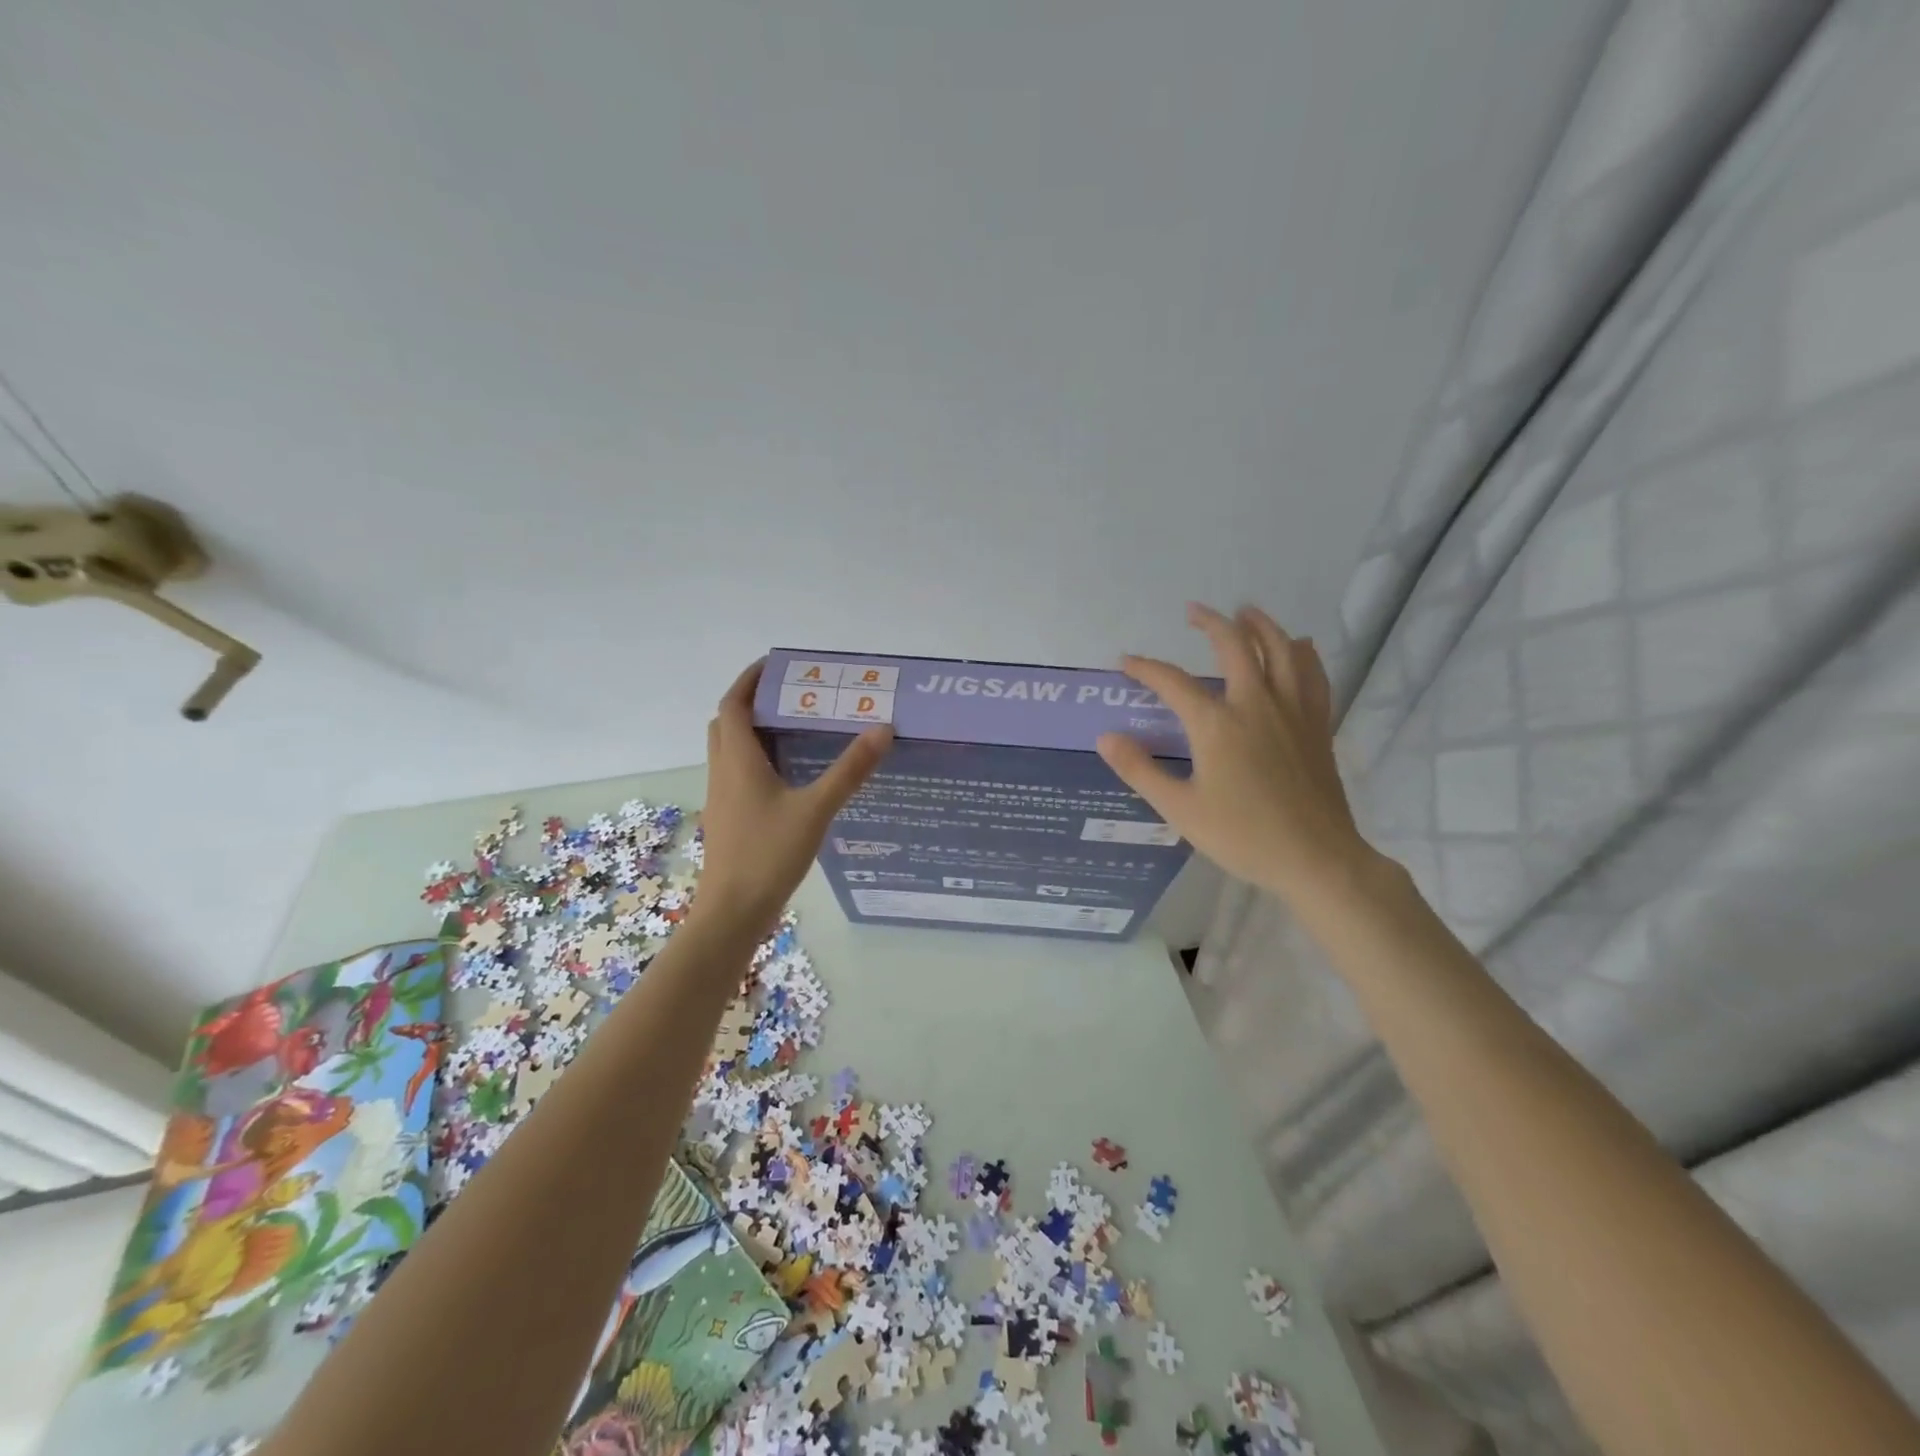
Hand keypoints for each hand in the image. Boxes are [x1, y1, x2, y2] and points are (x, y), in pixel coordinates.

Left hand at [693, 660, 892, 935]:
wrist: (733, 912)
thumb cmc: (769, 854)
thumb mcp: (816, 809)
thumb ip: (850, 770)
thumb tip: (882, 729)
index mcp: (738, 761)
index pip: (734, 705)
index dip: (749, 680)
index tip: (774, 664)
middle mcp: (724, 772)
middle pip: (727, 723)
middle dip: (751, 702)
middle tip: (789, 696)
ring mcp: (722, 797)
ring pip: (730, 750)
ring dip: (752, 732)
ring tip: (793, 729)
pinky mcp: (728, 818)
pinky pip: (737, 774)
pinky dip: (756, 760)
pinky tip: (788, 776)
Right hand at [1096, 603, 1376, 904]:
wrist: (1316, 859)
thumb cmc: (1243, 836)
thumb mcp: (1180, 809)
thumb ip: (1140, 770)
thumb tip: (1106, 737)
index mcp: (1217, 724)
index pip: (1173, 682)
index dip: (1146, 668)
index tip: (1125, 662)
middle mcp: (1256, 704)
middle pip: (1235, 646)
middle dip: (1212, 622)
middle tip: (1194, 611)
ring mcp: (1293, 712)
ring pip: (1281, 650)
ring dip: (1261, 626)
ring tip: (1246, 612)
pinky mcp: (1317, 725)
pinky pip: (1313, 675)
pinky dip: (1303, 654)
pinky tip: (1299, 647)